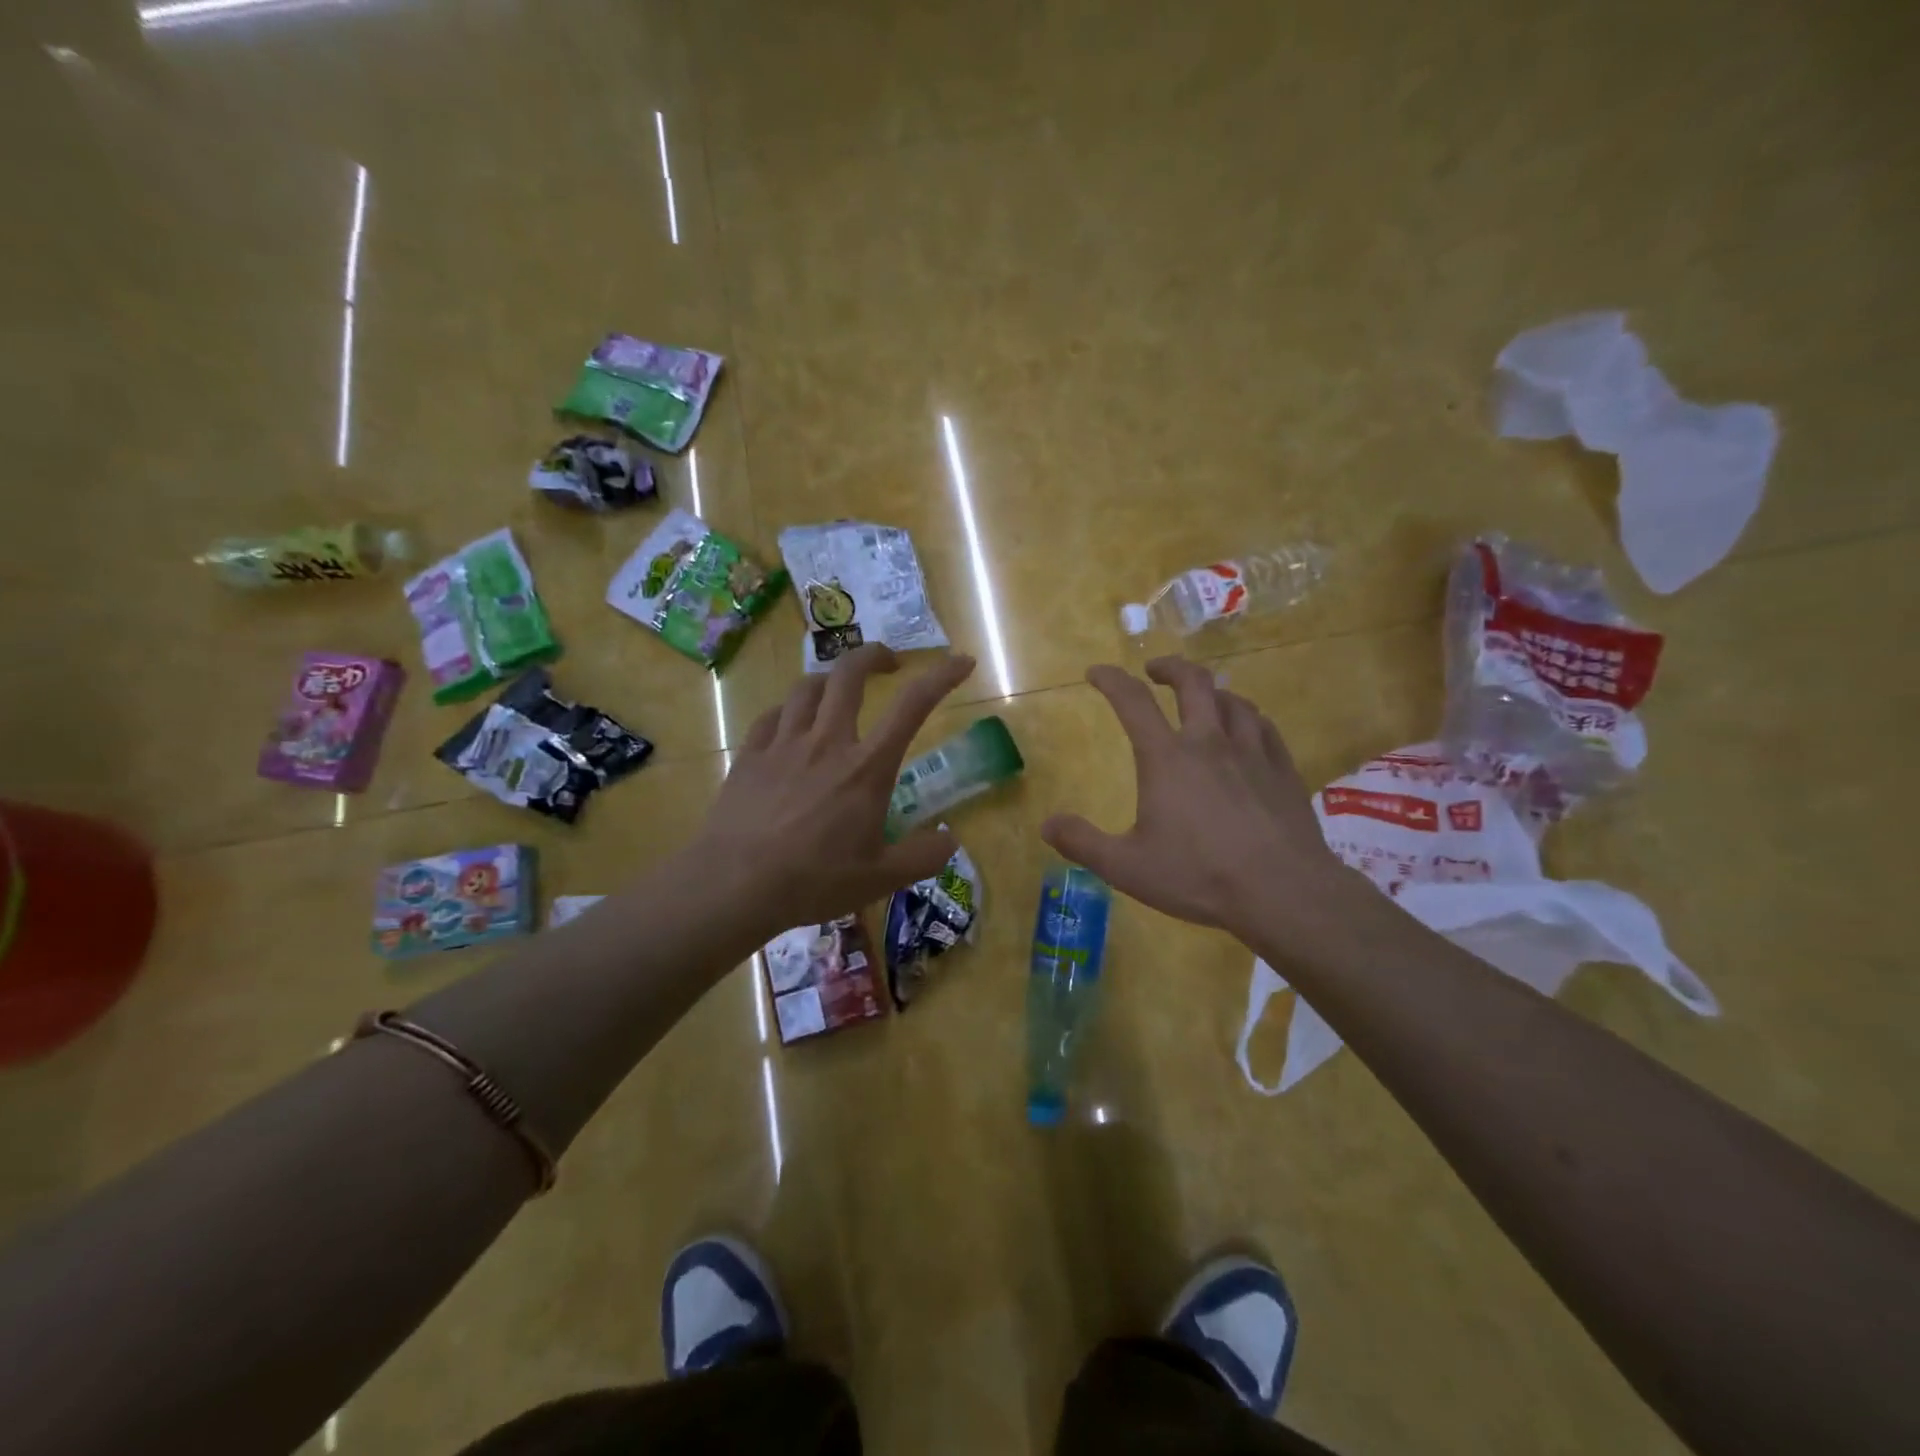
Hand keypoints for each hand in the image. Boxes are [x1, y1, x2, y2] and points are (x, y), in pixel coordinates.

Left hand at [694, 645, 976, 932]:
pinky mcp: (750, 754)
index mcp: (867, 767)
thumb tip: (950, 839)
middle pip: (849, 674)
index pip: (913, 706)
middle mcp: (827, 742)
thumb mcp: (881, 879)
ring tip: (838, 691)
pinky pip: (772, 715)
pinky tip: (790, 723)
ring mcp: (784, 743)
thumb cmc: (814, 880)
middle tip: (888, 663)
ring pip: (807, 687)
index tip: (961, 662)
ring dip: (830, 680)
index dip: (942, 676)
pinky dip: (789, 710)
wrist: (735, 884)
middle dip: (873, 655)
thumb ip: (923, 857)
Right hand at [1041, 657, 1353, 944]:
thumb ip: (1083, 843)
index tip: (1096, 672)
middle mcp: (1209, 742)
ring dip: (1210, 691)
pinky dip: (1246, 716)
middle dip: (1169, 668)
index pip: (1133, 702)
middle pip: (1192, 682)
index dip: (1111, 680)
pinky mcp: (1283, 769)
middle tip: (1154, 671)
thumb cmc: (1199, 876)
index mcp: (1167, 758)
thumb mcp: (1127, 867)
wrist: (1283, 892)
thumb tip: (1046, 825)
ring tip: (1202, 698)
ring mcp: (1252, 752)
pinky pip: (1263, 725)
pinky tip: (1246, 727)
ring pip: (1232, 700)